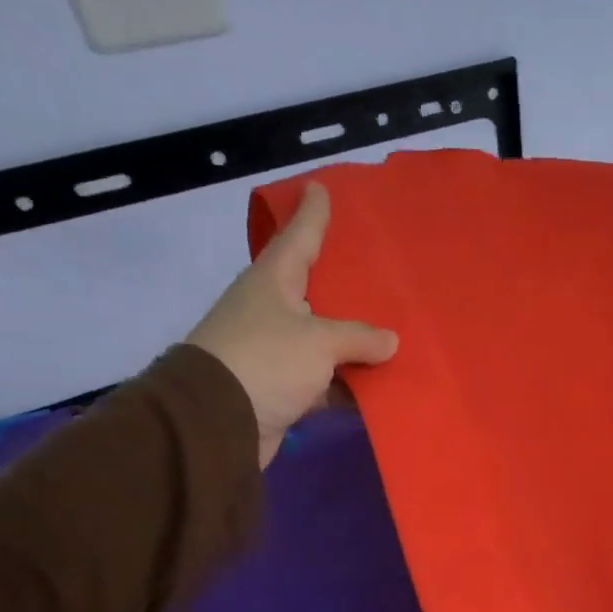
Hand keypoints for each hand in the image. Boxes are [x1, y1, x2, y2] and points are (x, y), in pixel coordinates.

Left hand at [186, 181, 397, 467]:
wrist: (216, 423)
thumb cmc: (265, 361)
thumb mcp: (318, 341)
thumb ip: (358, 338)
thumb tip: (390, 341)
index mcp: (273, 281)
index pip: (298, 237)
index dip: (312, 213)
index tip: (321, 188)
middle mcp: (272, 310)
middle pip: (315, 288)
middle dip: (344, 280)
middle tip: (378, 265)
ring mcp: (277, 351)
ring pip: (326, 339)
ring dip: (355, 341)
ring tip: (396, 330)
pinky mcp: (283, 388)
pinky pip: (326, 379)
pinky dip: (349, 382)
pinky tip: (381, 383)